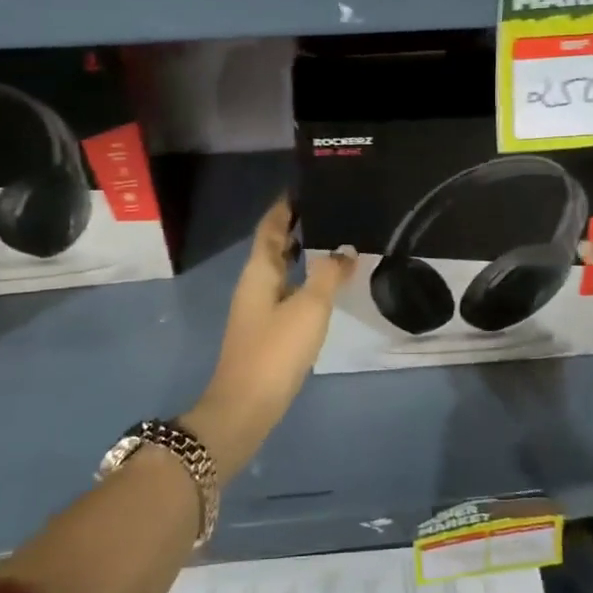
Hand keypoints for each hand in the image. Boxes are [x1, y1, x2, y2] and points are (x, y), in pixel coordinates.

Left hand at [181, 197, 353, 479]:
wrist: (246, 406)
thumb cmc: (275, 350)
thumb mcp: (309, 308)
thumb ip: (329, 274)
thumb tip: (346, 249)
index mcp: (259, 271)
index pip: (271, 226)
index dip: (285, 205)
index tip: (306, 186)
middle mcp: (255, 283)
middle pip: (274, 245)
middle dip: (297, 226)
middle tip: (329, 209)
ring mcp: (258, 307)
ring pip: (281, 269)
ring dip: (302, 252)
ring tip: (333, 239)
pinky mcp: (266, 329)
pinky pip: (287, 290)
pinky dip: (304, 278)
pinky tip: (324, 285)